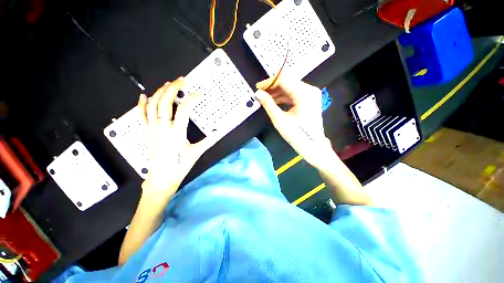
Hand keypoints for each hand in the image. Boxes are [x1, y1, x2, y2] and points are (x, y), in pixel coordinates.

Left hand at [138, 77, 218, 196]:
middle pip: (164, 103)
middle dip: (173, 88)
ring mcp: (152, 129)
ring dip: (159, 92)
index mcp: (176, 133)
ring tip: (168, 84)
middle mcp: (163, 128)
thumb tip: (220, 132)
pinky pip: (141, 116)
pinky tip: (144, 95)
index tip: (199, 94)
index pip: (183, 110)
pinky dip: (141, 104)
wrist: (161, 179)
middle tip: (181, 79)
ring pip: (152, 106)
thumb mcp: (196, 153)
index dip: (191, 100)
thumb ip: (209, 141)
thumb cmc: (180, 167)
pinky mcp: (147, 133)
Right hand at [255, 76, 332, 168]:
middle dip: (273, 86)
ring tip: (265, 98)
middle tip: (261, 94)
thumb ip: (268, 104)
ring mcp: (311, 94)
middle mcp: (310, 90)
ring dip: (277, 91)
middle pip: (288, 81)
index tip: (258, 88)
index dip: (269, 82)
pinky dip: (283, 96)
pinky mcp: (309, 99)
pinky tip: (274, 101)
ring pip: (290, 87)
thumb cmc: (296, 135)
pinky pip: (294, 93)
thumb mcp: (280, 120)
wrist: (312, 146)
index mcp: (304, 94)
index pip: (284, 79)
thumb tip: (258, 93)